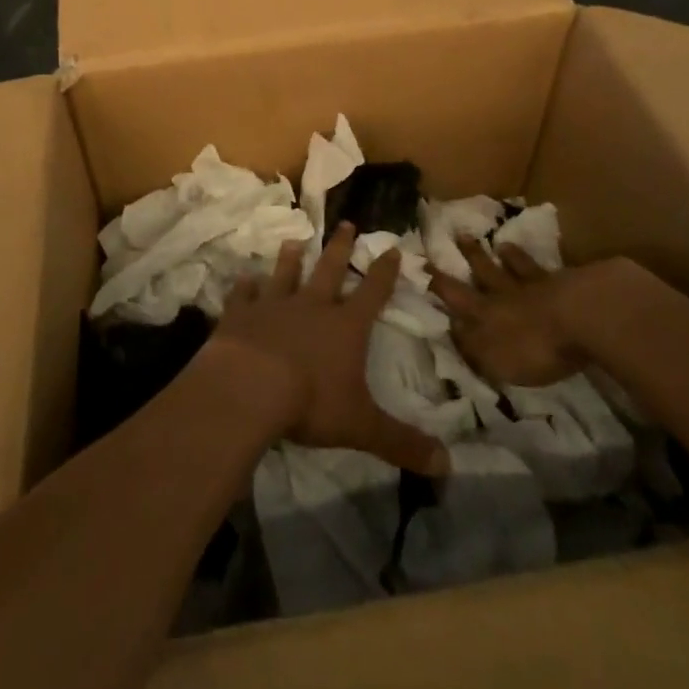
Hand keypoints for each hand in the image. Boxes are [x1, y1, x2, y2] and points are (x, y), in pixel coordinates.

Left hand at [211, 223, 447, 475]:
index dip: (384, 272)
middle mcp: (311, 306)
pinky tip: (244, 279)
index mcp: (345, 326)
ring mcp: (273, 305)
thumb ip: (402, 443)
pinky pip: (243, 294)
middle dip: (340, 247)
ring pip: (285, 274)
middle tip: (346, 223)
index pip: (372, 293)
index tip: (393, 249)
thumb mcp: (362, 426)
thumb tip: (448, 466)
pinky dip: (245, 287)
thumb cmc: (310, 402)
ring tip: (293, 241)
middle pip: (329, 270)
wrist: (249, 387)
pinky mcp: (240, 313)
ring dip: (290, 259)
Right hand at [425, 237, 590, 386]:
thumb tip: (452, 328)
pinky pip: (545, 270)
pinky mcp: (565, 284)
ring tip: (498, 243)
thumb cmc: (535, 347)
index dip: (437, 282)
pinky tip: (537, 257)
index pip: (455, 296)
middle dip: (469, 256)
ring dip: (505, 256)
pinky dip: (537, 262)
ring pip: (514, 266)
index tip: (422, 263)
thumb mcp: (495, 360)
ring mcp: (535, 285)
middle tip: (459, 235)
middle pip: (484, 272)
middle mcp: (505, 294)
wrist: (582, 318)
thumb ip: (472, 347)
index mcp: (485, 314)